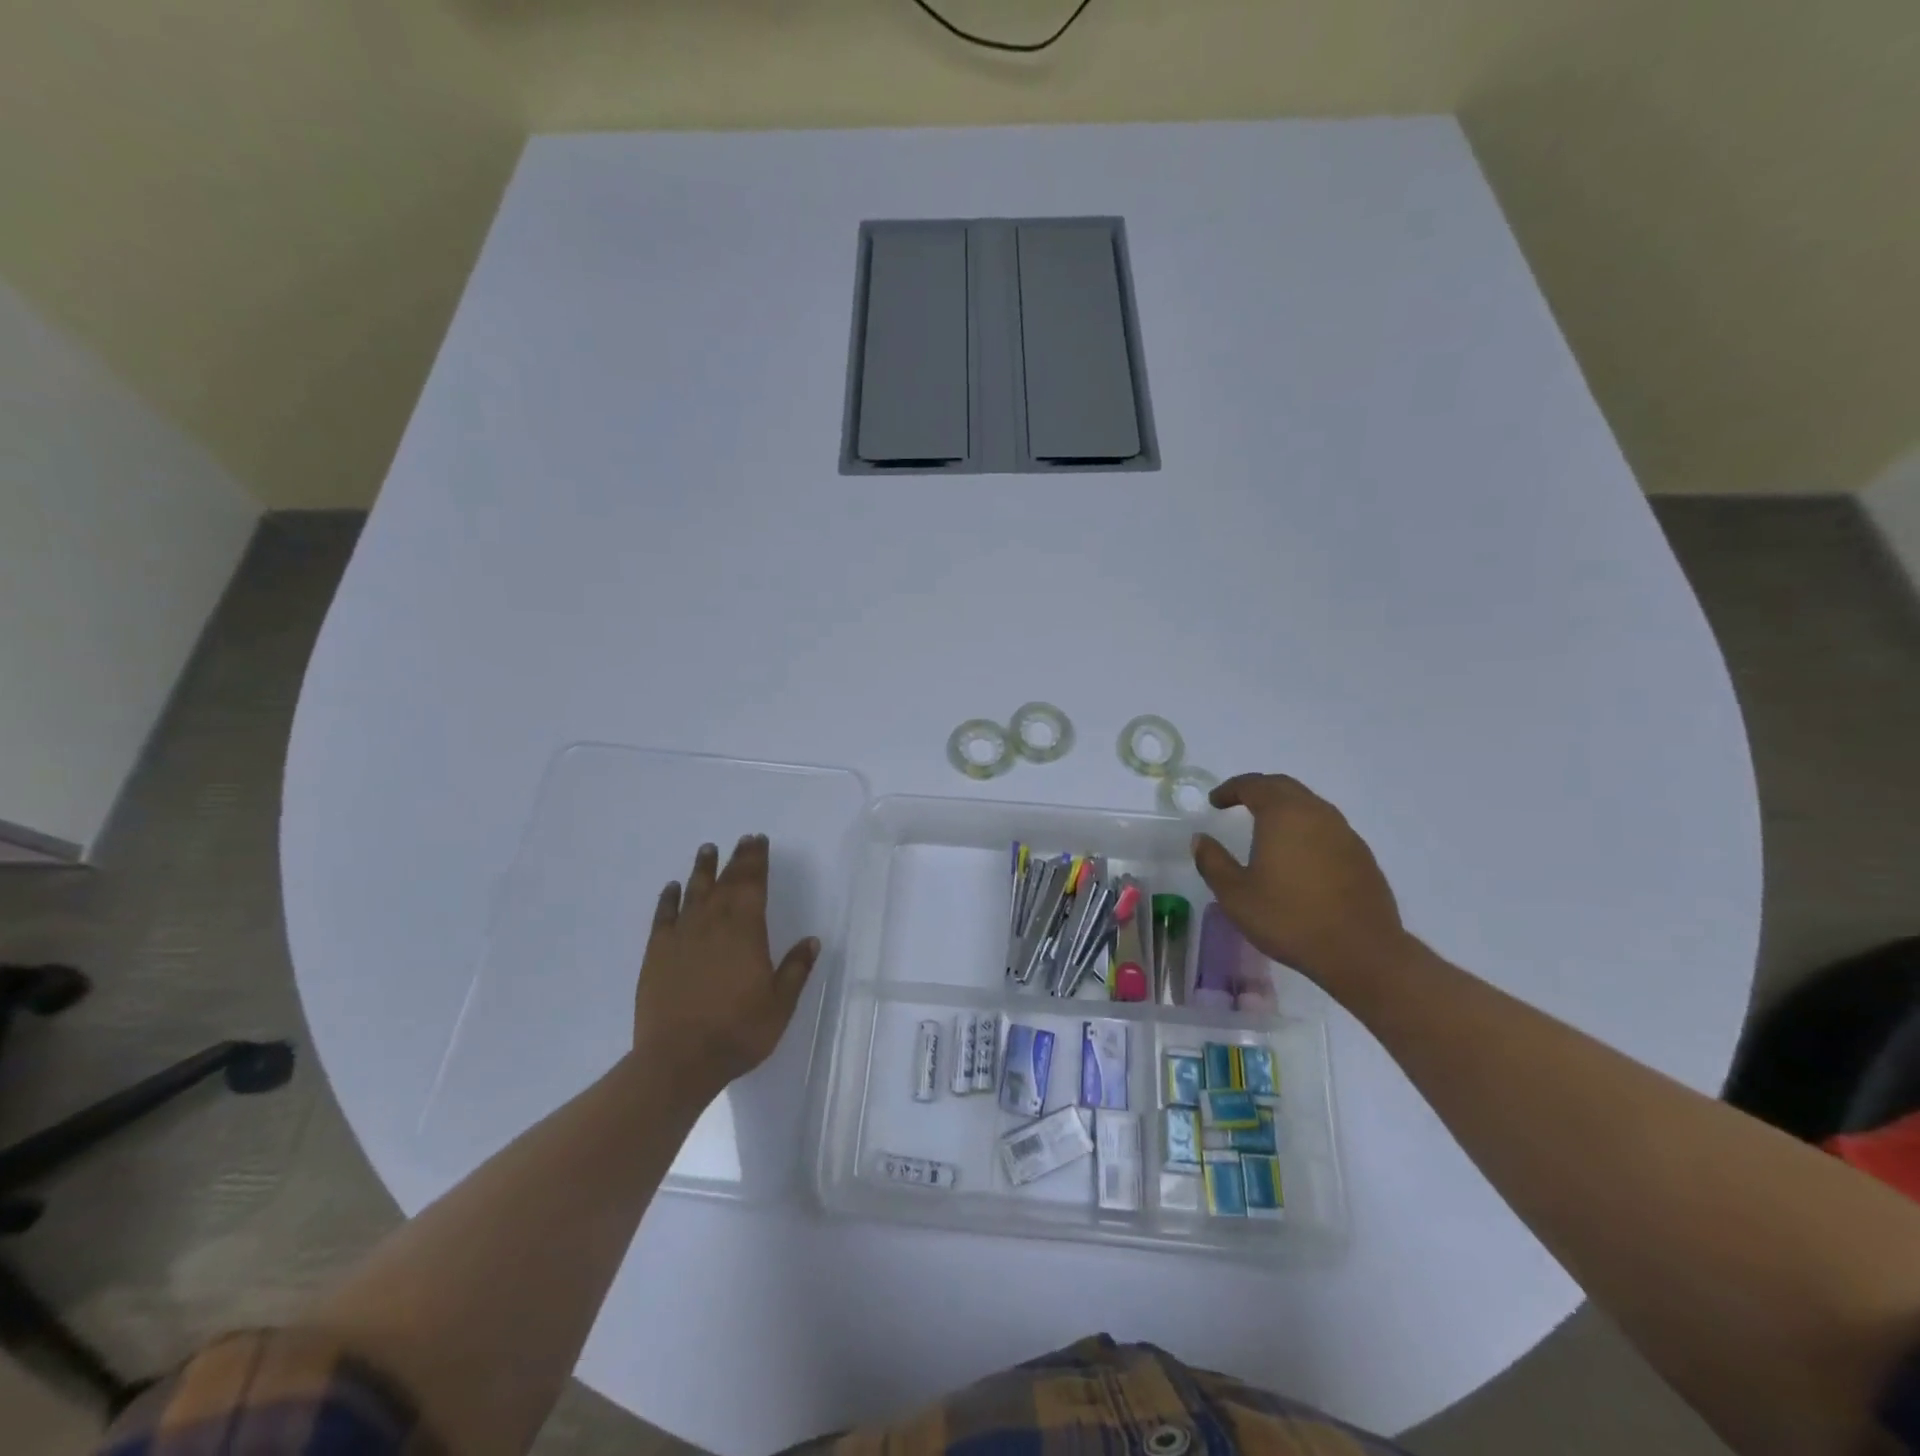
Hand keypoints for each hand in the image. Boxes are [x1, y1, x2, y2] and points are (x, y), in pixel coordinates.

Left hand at [631, 835, 820, 1101]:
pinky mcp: (657, 954)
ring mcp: (682, 937)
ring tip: (707, 850)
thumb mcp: (780, 1004)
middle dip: (736, 860)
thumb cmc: (738, 1031)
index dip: (757, 861)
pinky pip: (664, 917)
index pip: (753, 885)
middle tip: (741, 840)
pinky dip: (669, 899)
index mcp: (746, 931)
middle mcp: (713, 924)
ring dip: (702, 870)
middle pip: (726, 883)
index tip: (758, 841)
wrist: (679, 1060)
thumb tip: (811, 941)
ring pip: (694, 892)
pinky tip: (672, 888)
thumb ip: (795, 969)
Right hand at [1191, 774, 1408, 994]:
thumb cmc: (1290, 919)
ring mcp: (1344, 832)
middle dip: (1258, 790)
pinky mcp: (1361, 855)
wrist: (1361, 952)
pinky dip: (1305, 827)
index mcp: (1283, 814)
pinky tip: (1297, 854)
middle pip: (1284, 787)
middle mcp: (1316, 813)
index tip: (1215, 802)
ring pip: (1309, 804)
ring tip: (1266, 827)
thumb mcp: (1235, 895)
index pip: (1253, 785)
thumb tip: (1201, 839)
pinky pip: (1326, 827)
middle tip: (1237, 803)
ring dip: (1284, 807)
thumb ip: (1213, 862)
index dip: (1230, 789)